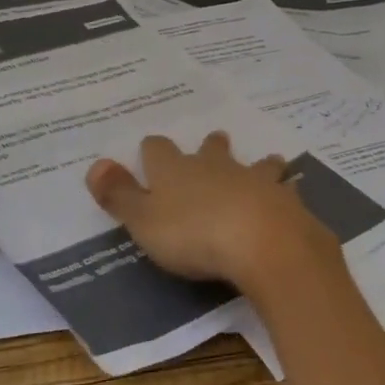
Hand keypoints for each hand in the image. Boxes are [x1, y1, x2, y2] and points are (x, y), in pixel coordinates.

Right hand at [84, 130, 334, 293]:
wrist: (264, 243)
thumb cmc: (194, 236)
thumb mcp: (144, 222)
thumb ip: (120, 195)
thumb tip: (94, 165)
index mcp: (176, 171)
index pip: (158, 150)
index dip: (153, 150)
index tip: (151, 149)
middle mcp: (215, 167)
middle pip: (210, 149)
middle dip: (210, 146)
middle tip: (214, 141)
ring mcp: (254, 180)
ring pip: (255, 164)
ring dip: (258, 164)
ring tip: (267, 161)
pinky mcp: (286, 201)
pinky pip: (285, 191)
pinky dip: (285, 192)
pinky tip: (290, 197)